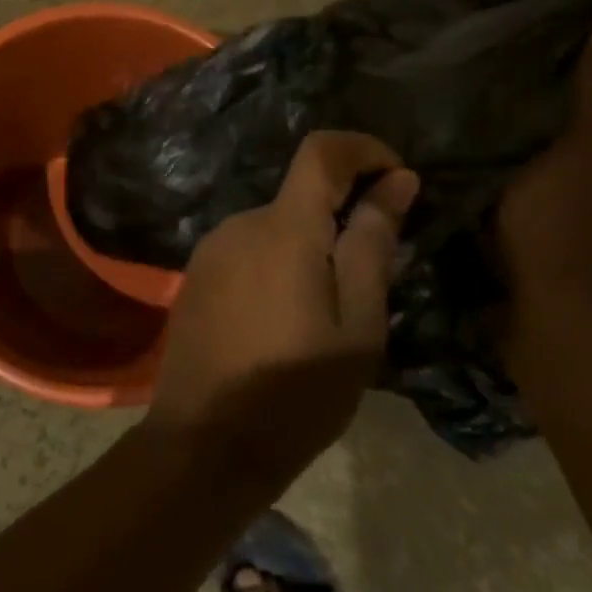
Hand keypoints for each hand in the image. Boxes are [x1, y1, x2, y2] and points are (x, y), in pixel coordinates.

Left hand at [144, 132, 418, 492]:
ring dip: (308, 249)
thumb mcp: (357, 326)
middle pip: (300, 196)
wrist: (204, 442)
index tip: (397, 178)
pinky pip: (248, 251)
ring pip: (275, 228)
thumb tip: (396, 181)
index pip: (321, 151)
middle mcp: (239, 223)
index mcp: (283, 228)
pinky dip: (277, 265)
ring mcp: (210, 249)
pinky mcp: (195, 276)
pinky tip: (283, 322)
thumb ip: (372, 245)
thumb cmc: (296, 393)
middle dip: (341, 218)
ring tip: (326, 315)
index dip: (363, 149)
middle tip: (371, 281)